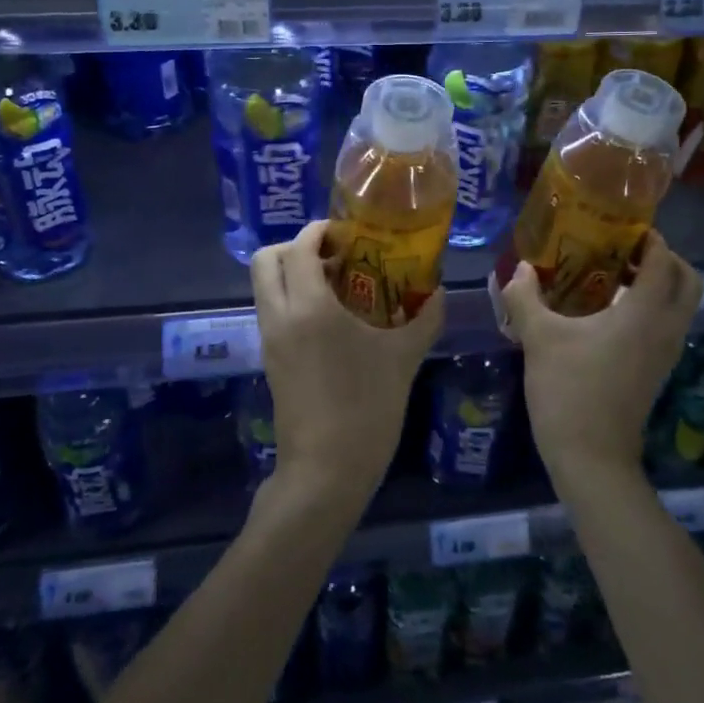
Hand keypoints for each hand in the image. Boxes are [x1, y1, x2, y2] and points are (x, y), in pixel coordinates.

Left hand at [251, 220, 444, 499]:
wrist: (326, 471)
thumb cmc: (366, 408)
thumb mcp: (403, 358)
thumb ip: (424, 318)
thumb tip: (439, 292)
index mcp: (310, 307)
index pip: (298, 248)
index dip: (318, 231)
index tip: (347, 234)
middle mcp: (280, 316)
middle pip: (265, 260)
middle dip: (294, 246)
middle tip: (334, 255)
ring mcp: (270, 340)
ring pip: (264, 287)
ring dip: (292, 273)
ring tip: (337, 285)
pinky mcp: (270, 360)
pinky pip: (272, 311)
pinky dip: (291, 299)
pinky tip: (331, 319)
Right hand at [498, 232, 702, 482]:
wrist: (591, 458)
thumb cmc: (569, 390)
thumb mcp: (539, 338)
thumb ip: (525, 296)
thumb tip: (521, 268)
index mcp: (644, 313)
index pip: (663, 260)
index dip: (648, 237)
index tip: (622, 224)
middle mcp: (665, 328)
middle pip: (687, 280)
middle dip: (663, 258)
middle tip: (624, 249)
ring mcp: (665, 353)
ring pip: (679, 305)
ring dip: (657, 283)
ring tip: (611, 274)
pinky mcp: (656, 370)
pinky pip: (666, 324)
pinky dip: (650, 307)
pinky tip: (606, 311)